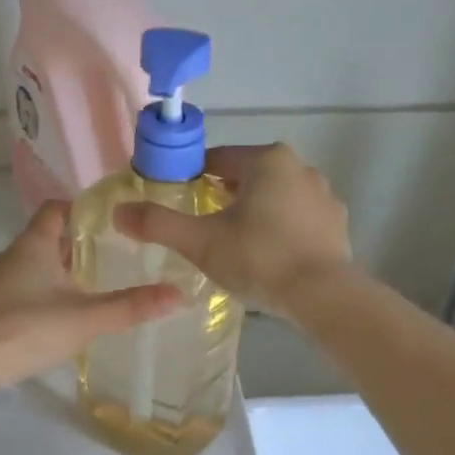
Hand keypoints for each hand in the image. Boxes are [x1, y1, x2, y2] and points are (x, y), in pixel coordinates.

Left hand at [0, 201, 181, 391]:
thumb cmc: (26, 329)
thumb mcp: (86, 319)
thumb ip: (131, 307)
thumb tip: (180, 295)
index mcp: (33, 245)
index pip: (55, 208)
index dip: (80, 209)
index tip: (107, 223)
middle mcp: (8, 256)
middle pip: (44, 240)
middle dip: (74, 248)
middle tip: (107, 262)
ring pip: (28, 268)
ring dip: (53, 276)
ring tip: (83, 294)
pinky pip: (14, 292)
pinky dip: (35, 297)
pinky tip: (49, 322)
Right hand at [113, 144, 352, 318]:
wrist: (322, 294)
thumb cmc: (259, 258)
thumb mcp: (201, 242)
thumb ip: (159, 224)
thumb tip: (118, 211)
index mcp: (267, 160)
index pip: (217, 160)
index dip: (192, 179)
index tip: (179, 203)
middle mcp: (300, 167)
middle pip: (247, 177)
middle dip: (224, 198)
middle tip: (204, 230)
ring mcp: (324, 196)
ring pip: (275, 199)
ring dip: (254, 214)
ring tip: (236, 247)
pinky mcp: (336, 224)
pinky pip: (297, 220)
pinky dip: (280, 231)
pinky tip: (269, 258)